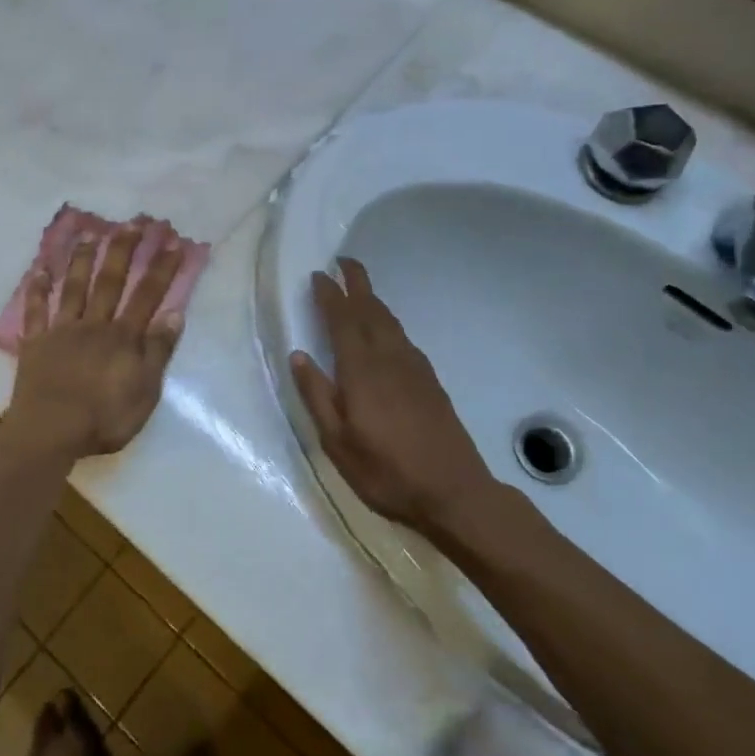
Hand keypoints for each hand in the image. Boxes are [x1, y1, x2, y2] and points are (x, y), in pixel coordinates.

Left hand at [6, 220, 186, 460]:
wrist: (50, 431)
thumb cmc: (103, 418)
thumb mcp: (145, 391)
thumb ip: (158, 352)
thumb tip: (175, 314)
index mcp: (123, 338)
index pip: (147, 296)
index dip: (161, 268)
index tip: (171, 241)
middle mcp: (94, 324)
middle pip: (110, 281)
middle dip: (124, 249)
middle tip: (133, 221)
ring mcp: (62, 331)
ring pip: (73, 287)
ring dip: (82, 258)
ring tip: (89, 232)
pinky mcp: (36, 343)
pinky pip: (36, 311)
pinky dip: (37, 289)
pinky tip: (39, 269)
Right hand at [290, 259, 495, 532]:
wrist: (455, 493)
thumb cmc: (386, 471)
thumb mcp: (337, 442)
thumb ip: (317, 395)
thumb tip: (298, 355)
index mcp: (361, 371)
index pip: (342, 320)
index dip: (330, 295)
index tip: (319, 274)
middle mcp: (389, 359)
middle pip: (371, 310)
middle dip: (357, 283)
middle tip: (344, 262)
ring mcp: (414, 369)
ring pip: (390, 322)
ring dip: (374, 300)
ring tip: (360, 290)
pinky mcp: (431, 382)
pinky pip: (403, 338)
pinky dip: (389, 323)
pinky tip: (386, 332)